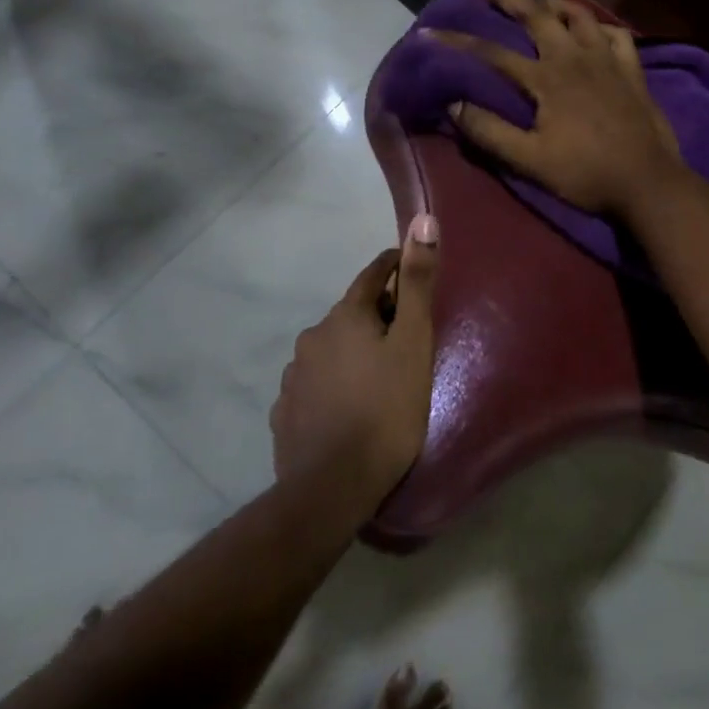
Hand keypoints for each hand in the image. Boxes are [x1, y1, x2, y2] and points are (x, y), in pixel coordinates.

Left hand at [270, 215, 439, 513]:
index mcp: (344, 316)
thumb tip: (422, 220)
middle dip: (377, 316)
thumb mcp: (412, 342)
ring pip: (331, 350)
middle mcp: (312, 337)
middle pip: (351, 313)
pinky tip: (348, 406)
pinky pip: (315, 384)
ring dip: (353, 352)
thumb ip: (417, 282)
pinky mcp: (285, 413)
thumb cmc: (385, 409)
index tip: (412, 271)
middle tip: (406, 337)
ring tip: (378, 377)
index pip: (372, 275)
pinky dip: (334, 384)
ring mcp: (293, 377)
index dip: (395, 268)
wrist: (332, 488)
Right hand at [429, 0, 683, 216]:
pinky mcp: (632, 69)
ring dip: (553, 3)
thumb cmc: (586, 173)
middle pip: (537, 15)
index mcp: (547, 78)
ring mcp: (608, 59)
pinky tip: (592, 31)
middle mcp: (575, 57)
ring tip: (537, 3)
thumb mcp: (530, 161)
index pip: (493, 54)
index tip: (428, 33)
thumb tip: (454, 105)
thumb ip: (490, 132)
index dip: (457, 42)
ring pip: (579, 15)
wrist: (647, 182)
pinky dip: (600, 26)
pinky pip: (616, 34)